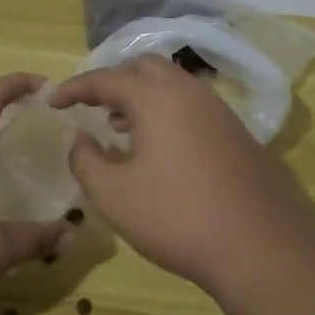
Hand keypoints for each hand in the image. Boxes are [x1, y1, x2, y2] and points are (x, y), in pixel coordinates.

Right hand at [50, 57, 314, 297]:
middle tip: (92, 107)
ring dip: (143, 96)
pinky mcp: (238, 132)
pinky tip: (161, 147)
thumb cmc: (177, 217)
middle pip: (144, 68)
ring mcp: (219, 110)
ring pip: (173, 85)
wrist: (262, 246)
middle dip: (114, 81)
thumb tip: (77, 137)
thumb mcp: (114, 195)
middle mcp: (189, 92)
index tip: (53, 101)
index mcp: (156, 98)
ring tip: (121, 127)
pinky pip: (193, 105)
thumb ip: (85, 160)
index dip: (75, 87)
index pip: (106, 78)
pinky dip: (167, 111)